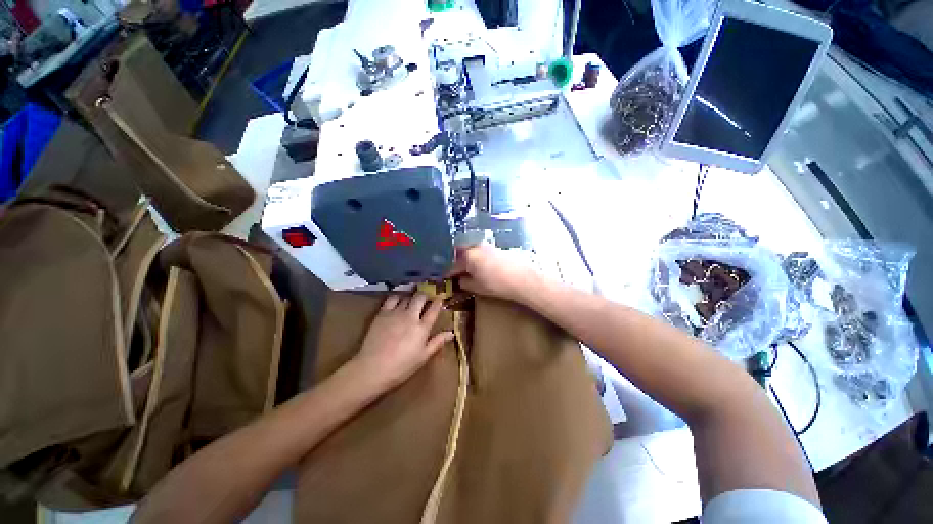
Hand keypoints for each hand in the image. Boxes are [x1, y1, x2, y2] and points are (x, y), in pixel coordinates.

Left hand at [351, 292, 453, 392]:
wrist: (372, 368)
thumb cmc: (401, 367)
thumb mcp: (423, 357)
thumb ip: (437, 342)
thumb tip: (451, 333)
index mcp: (422, 328)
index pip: (433, 309)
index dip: (438, 302)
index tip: (440, 299)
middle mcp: (411, 316)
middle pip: (420, 297)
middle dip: (425, 295)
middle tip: (425, 298)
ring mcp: (396, 313)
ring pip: (407, 296)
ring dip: (412, 296)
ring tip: (412, 298)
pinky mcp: (382, 313)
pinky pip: (392, 298)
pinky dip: (398, 296)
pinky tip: (398, 299)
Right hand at [449, 244, 539, 301]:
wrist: (523, 278)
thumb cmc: (497, 284)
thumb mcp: (477, 287)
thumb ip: (465, 282)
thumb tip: (460, 279)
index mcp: (468, 256)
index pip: (452, 265)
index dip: (447, 273)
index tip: (443, 278)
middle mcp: (475, 246)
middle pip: (460, 253)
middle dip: (455, 261)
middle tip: (453, 271)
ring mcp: (487, 245)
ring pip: (471, 250)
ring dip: (466, 258)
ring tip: (466, 269)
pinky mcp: (496, 247)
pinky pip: (480, 251)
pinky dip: (476, 257)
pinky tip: (480, 266)